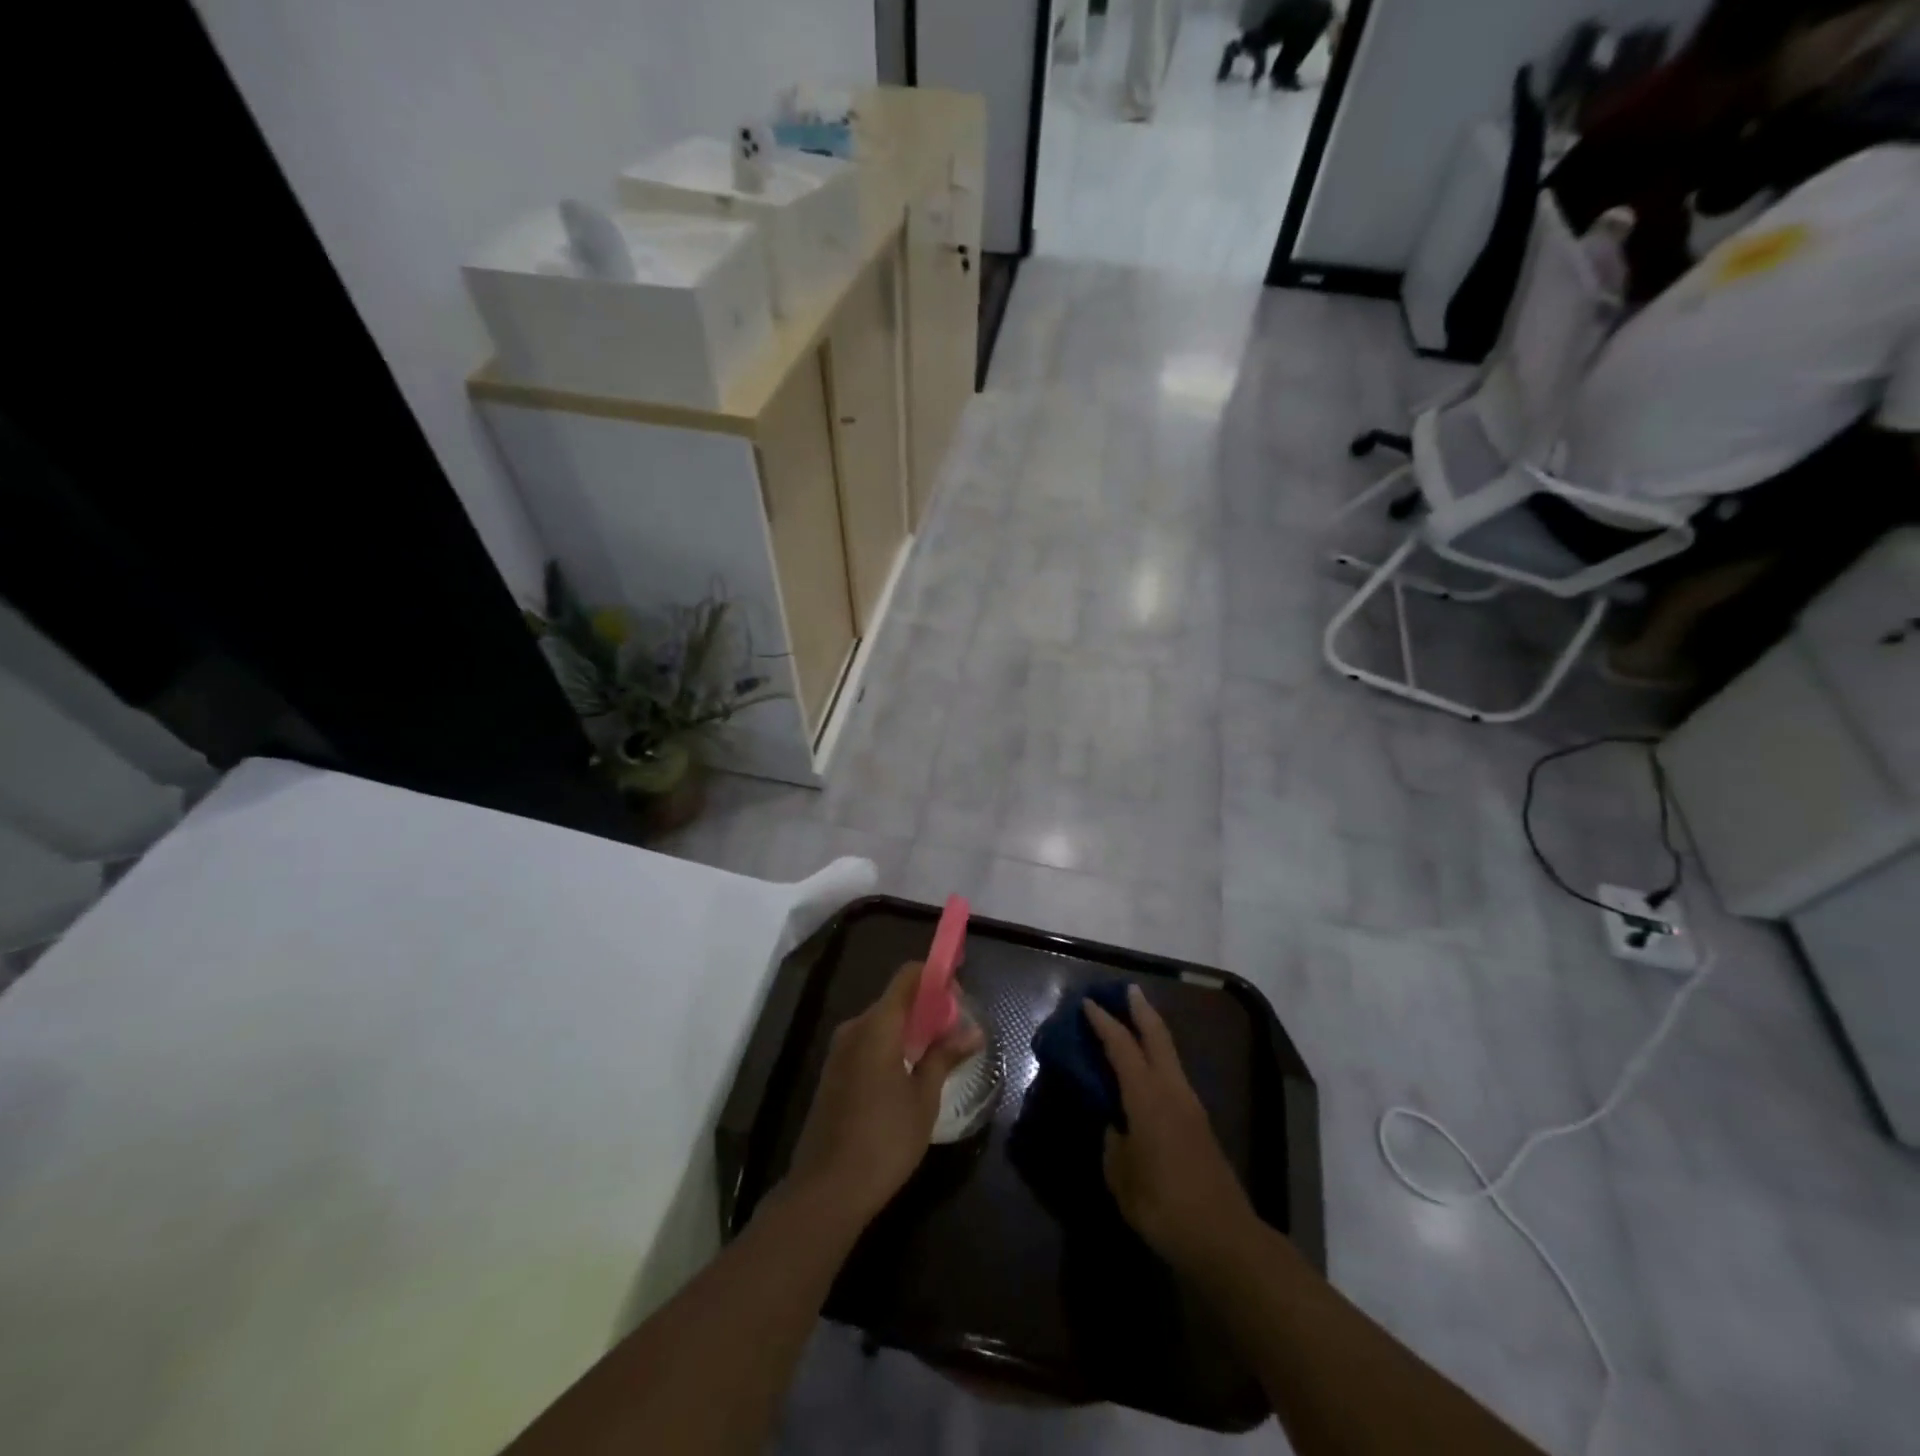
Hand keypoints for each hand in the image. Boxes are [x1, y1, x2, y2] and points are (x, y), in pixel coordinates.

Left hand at [784, 962, 983, 1226]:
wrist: (827, 1190)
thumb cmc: (884, 1140)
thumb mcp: (923, 1098)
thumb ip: (945, 1057)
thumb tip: (973, 1032)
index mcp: (877, 1025)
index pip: (908, 977)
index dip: (935, 977)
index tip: (959, 995)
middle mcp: (855, 1028)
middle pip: (895, 999)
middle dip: (927, 1007)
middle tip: (956, 1032)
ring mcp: (839, 1051)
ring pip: (881, 1023)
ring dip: (910, 1029)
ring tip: (938, 1054)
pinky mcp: (833, 1074)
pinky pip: (868, 1043)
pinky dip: (891, 1046)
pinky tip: (909, 1074)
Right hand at [1084, 985, 1258, 1270]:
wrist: (1224, 1238)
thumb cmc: (1164, 1205)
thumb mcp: (1122, 1177)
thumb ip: (1113, 1144)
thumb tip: (1113, 1126)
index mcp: (1147, 1097)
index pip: (1122, 1046)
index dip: (1103, 1023)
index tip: (1087, 1003)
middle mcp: (1171, 1090)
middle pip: (1157, 1036)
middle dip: (1140, 1009)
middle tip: (1125, 990)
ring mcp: (1190, 1105)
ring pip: (1169, 1053)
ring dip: (1152, 1031)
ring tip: (1134, 1021)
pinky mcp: (1199, 1123)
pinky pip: (1173, 1074)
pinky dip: (1158, 1058)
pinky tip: (1147, 1069)